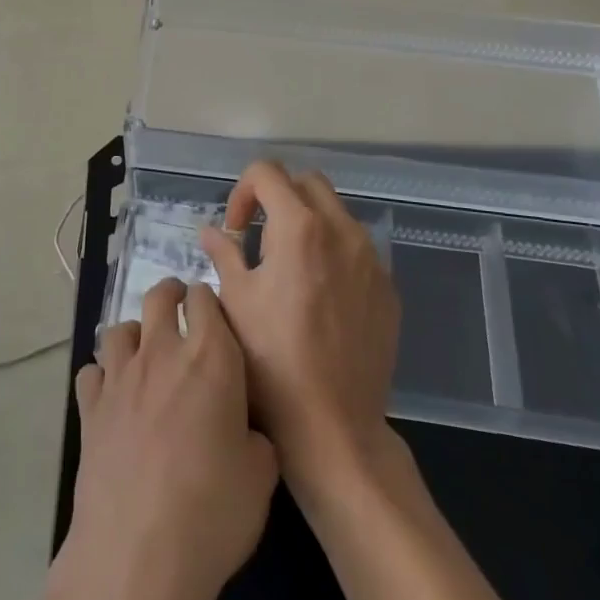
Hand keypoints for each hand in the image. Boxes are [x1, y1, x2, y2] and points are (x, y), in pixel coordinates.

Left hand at [65, 277, 276, 599]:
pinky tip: (112, 396)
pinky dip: (102, 375)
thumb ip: (254, 437)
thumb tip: (242, 431)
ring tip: (144, 354)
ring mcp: (120, 377)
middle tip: (180, 309)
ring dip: (135, 334)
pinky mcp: (89, 408)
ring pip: (120, 328)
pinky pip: (92, 371)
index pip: (205, 298)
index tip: (215, 317)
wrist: (138, 552)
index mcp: (211, 357)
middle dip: (171, 294)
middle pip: (158, 297)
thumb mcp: (260, 475)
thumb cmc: (213, 511)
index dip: (209, 302)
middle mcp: (162, 353)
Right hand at [200, 161, 399, 494]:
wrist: (334, 427)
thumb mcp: (235, 301)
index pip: (267, 172)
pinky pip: (357, 249)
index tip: (236, 230)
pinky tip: (318, 295)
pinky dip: (333, 251)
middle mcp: (342, 231)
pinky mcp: (387, 289)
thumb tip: (212, 231)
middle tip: (259, 238)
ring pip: (336, 213)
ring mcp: (371, 260)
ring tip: (288, 267)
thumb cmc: (272, 361)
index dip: (242, 191)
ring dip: (308, 222)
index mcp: (300, 227)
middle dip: (278, 197)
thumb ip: (224, 254)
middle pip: (307, 183)